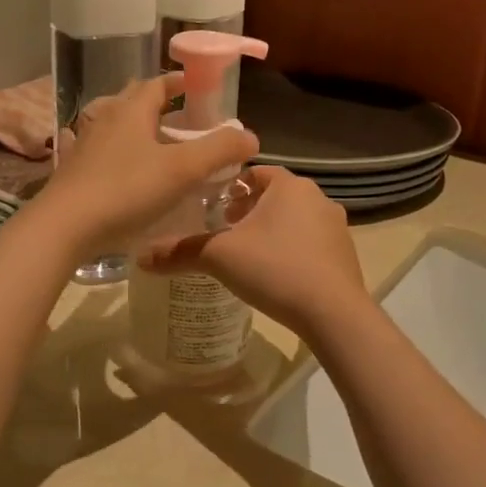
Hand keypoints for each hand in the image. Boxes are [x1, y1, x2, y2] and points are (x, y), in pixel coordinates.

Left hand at [37, 76, 257, 259]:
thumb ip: (219, 150)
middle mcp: (105, 119)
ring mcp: (84, 144)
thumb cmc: (127, 191)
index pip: (156, 84)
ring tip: (153, 143)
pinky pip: (94, 151)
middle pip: (132, 100)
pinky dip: (108, 151)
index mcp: (131, 111)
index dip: (177, 82)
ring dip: (133, 126)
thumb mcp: (183, 170)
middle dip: (156, 102)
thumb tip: (250, 137)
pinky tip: (112, 165)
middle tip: (180, 117)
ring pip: (112, 124)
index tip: (195, 87)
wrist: (65, 226)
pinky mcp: (71, 170)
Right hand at [137, 165, 367, 334]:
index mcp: (289, 185)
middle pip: (274, 196)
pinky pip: (311, 242)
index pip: (254, 172)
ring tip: (247, 255)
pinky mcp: (345, 254)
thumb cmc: (275, 270)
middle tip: (224, 232)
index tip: (212, 207)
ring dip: (271, 230)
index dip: (230, 187)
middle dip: (248, 210)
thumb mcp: (220, 258)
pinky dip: (291, 250)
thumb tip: (140, 256)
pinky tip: (276, 274)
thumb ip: (181, 252)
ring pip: (294, 219)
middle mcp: (318, 198)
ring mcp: (336, 226)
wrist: (333, 314)